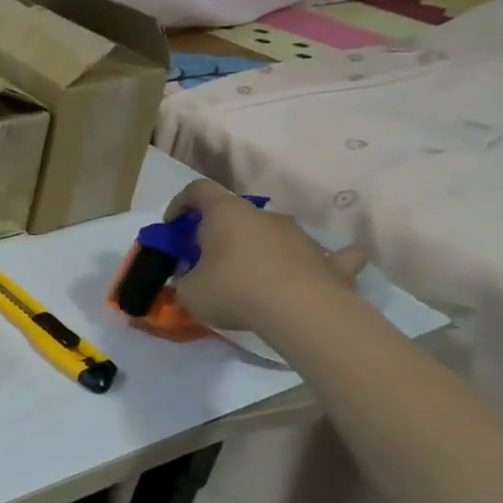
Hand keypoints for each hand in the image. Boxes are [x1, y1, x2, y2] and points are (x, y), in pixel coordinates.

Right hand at [166, 180, 365, 335]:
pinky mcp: (330, 260)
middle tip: (209, 260)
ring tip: (251, 278)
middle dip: (221, 233)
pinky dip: (316, 261)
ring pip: (275, 233)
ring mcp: (301, 235)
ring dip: (260, 248)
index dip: (181, 203)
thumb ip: (185, 278)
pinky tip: (314, 270)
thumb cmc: (233, 291)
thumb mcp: (189, 291)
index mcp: (226, 213)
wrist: (300, 312)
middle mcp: (265, 216)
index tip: (172, 226)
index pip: (198, 190)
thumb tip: (191, 277)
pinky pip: (327, 256)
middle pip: (237, 214)